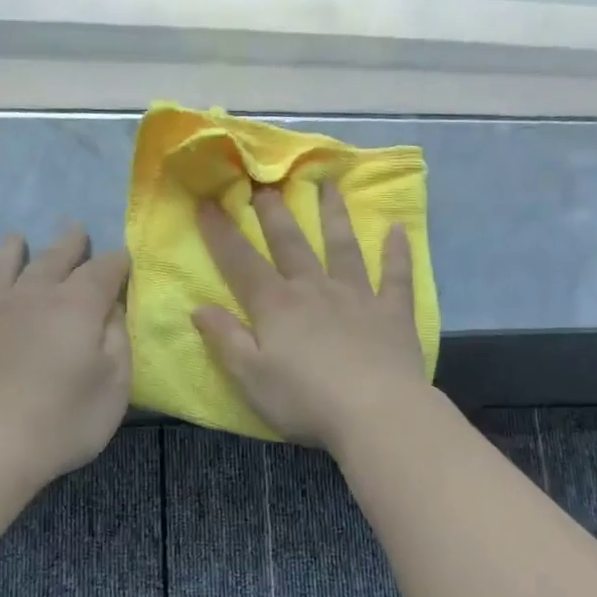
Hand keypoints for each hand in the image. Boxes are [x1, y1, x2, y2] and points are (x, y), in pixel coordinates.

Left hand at [0, 225, 130, 485]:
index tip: (125, 260)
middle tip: (77, 230)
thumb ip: (118, 339)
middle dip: (71, 244)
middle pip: (54, 257)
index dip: (118, 262)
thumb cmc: (62, 420)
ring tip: (19, 239)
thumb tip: (112, 309)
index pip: (104, 270)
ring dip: (17, 248)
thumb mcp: (115, 385)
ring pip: (4, 264)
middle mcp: (33, 293)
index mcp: (77, 305)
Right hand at [193, 182, 427, 448]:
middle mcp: (315, 290)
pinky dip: (397, 252)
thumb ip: (225, 340)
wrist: (376, 413)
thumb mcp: (251, 377)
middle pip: (291, 244)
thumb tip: (199, 307)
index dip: (221, 233)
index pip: (241, 262)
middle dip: (274, 213)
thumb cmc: (305, 400)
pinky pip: (395, 276)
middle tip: (265, 183)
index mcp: (277, 306)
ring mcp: (357, 297)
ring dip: (334, 215)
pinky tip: (398, 229)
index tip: (207, 201)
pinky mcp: (393, 313)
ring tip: (328, 185)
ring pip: (343, 247)